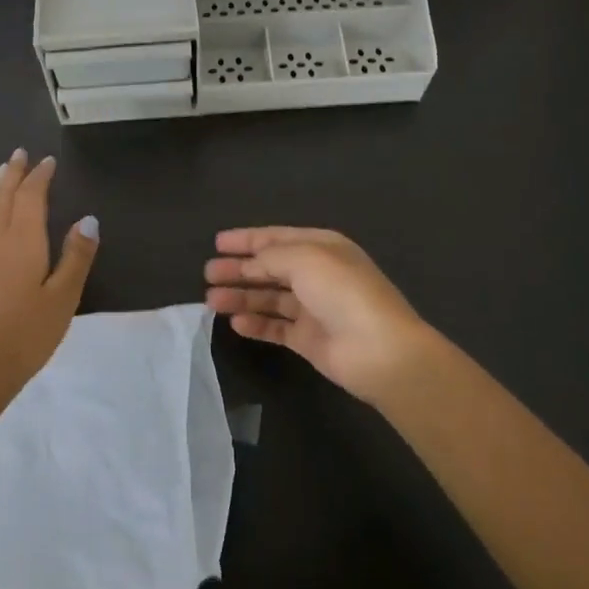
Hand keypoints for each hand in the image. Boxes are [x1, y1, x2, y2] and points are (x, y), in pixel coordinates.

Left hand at [0, 149, 98, 410]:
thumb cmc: (27, 335)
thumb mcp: (63, 298)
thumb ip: (76, 256)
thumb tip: (88, 219)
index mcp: (22, 241)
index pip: (30, 198)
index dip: (39, 178)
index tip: (47, 161)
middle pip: (2, 197)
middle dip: (12, 174)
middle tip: (19, 154)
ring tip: (3, 174)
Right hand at [204, 227, 433, 404]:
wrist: (379, 350)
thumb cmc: (342, 293)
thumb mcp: (304, 259)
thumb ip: (271, 256)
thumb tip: (251, 262)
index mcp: (322, 247)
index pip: (277, 238)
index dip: (247, 239)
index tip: (217, 243)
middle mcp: (317, 275)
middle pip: (270, 268)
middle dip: (239, 269)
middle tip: (208, 273)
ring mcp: (314, 309)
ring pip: (270, 298)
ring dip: (241, 297)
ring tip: (211, 300)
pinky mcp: (309, 340)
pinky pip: (276, 327)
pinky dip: (255, 324)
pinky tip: (235, 323)